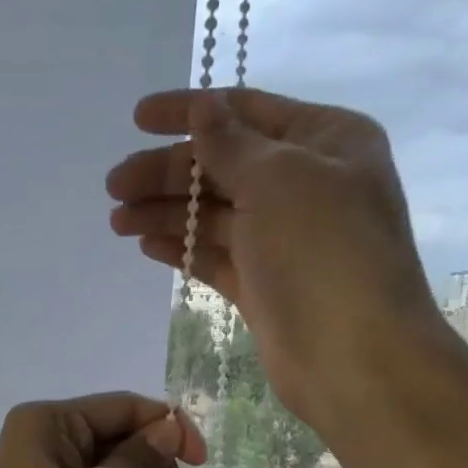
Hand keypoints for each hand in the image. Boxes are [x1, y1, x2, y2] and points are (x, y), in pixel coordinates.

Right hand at [105, 88, 441, 428]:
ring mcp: (283, 239)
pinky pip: (215, 256)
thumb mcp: (278, 179)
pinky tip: (145, 245)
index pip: (245, 111)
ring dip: (166, 212)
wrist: (352, 358)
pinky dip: (182, 248)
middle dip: (168, 173)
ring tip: (117, 221)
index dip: (189, 111)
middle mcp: (305, 184)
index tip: (136, 118)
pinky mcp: (262, 285)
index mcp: (325, 141)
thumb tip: (202, 109)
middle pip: (223, 166)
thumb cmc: (323, 253)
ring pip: (214, 214)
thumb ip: (231, 144)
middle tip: (114, 186)